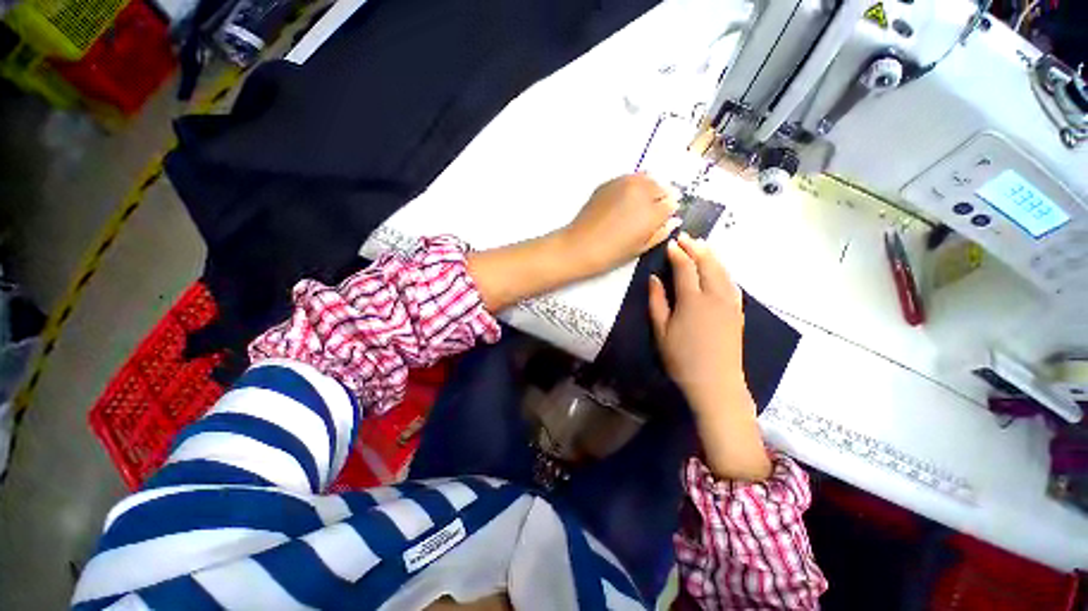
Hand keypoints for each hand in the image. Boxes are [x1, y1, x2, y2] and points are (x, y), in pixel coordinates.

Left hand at [560, 174, 680, 276]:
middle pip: (661, 187)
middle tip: (649, 214)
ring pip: (646, 178)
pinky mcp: (609, 182)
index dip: (667, 212)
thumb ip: (661, 232)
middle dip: (659, 198)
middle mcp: (642, 191)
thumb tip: (673, 221)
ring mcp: (624, 183)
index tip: (661, 220)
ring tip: (637, 206)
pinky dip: (632, 186)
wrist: (580, 245)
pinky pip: (629, 179)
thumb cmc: (611, 253)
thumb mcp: (640, 248)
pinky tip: (623, 201)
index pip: (672, 203)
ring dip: (647, 189)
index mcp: (652, 211)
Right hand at [649, 233, 769, 480]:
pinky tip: (718, 268)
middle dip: (697, 248)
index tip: (670, 244)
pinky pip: (731, 282)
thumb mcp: (661, 330)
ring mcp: (730, 303)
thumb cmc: (682, 358)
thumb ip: (657, 301)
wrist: (716, 382)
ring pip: (723, 270)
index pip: (686, 267)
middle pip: (708, 263)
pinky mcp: (738, 311)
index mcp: (693, 300)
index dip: (678, 254)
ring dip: (712, 255)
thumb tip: (654, 278)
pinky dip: (723, 270)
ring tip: (702, 245)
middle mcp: (715, 295)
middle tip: (687, 237)